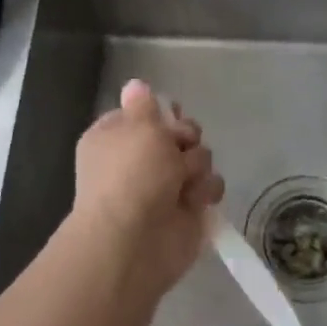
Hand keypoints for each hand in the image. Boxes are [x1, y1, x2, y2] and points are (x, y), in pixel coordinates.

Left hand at [71, 80, 224, 302]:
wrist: (135, 240)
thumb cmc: (132, 174)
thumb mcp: (139, 126)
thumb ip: (145, 105)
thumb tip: (135, 85)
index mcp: (117, 137)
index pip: (146, 114)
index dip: (162, 113)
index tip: (170, 116)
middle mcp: (140, 160)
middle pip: (180, 133)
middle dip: (186, 138)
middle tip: (180, 147)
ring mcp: (165, 186)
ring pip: (199, 158)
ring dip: (197, 166)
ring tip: (183, 181)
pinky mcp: (188, 209)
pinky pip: (209, 186)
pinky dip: (205, 191)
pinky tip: (194, 200)